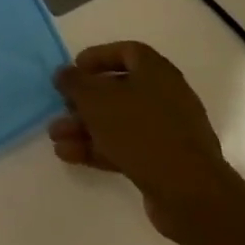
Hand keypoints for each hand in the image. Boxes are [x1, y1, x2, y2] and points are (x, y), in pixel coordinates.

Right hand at [49, 41, 242, 242]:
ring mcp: (166, 131)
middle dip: (84, 100)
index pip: (126, 52)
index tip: (74, 69)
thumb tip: (64, 73)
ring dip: (84, 127)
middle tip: (61, 107)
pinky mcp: (163, 161)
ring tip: (56, 137)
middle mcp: (165, 97)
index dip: (97, 57)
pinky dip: (97, 148)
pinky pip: (125, 146)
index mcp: (156, 72)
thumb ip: (75, 82)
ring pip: (118, 121)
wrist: (188, 192)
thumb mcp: (96, 99)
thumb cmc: (140, 131)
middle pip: (118, 90)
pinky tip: (69, 155)